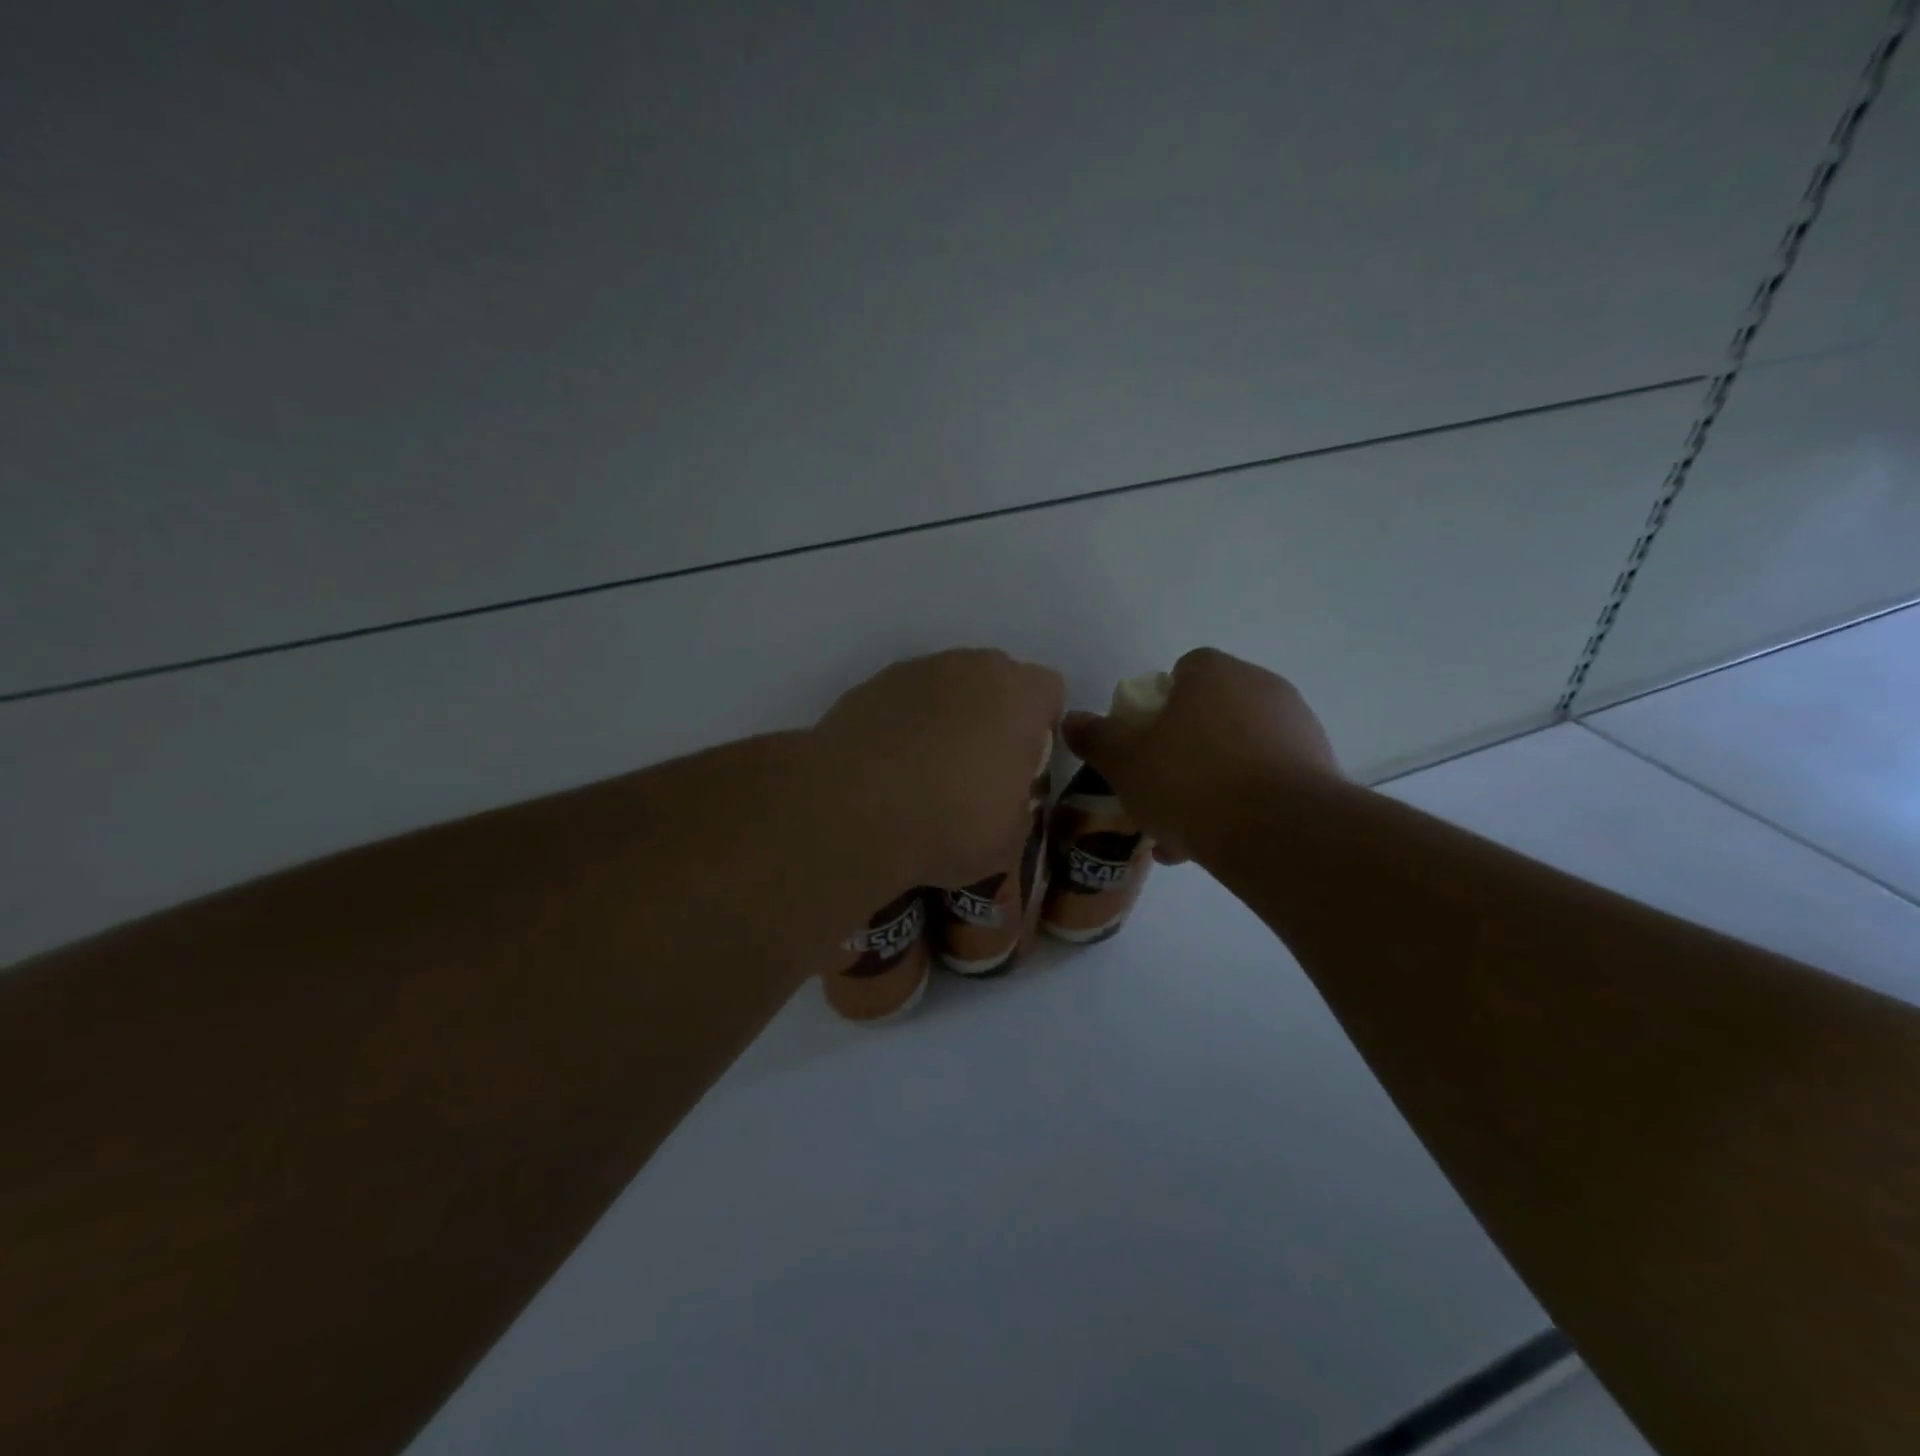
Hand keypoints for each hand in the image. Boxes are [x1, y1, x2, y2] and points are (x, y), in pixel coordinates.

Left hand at [812, 649, 1064, 891]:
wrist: (849, 811)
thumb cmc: (947, 823)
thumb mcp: (1009, 837)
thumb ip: (1018, 804)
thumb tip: (1005, 799)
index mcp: (1018, 696)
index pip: (1049, 691)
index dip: (1041, 726)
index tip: (1024, 762)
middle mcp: (971, 668)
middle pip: (997, 678)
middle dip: (995, 712)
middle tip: (978, 763)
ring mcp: (917, 670)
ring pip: (949, 683)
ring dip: (948, 713)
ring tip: (927, 765)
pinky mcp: (872, 684)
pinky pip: (905, 697)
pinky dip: (905, 720)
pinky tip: (890, 761)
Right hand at [1059, 648, 1339, 862]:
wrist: (1282, 833)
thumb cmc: (1191, 784)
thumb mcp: (1125, 763)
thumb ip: (1097, 738)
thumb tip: (1073, 719)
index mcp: (1213, 673)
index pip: (1181, 672)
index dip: (1157, 707)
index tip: (1144, 745)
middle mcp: (1260, 686)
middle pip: (1209, 714)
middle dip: (1181, 751)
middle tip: (1158, 793)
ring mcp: (1296, 726)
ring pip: (1237, 751)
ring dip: (1208, 783)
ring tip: (1181, 833)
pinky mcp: (1319, 767)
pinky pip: (1266, 777)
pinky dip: (1242, 802)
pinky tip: (1216, 842)